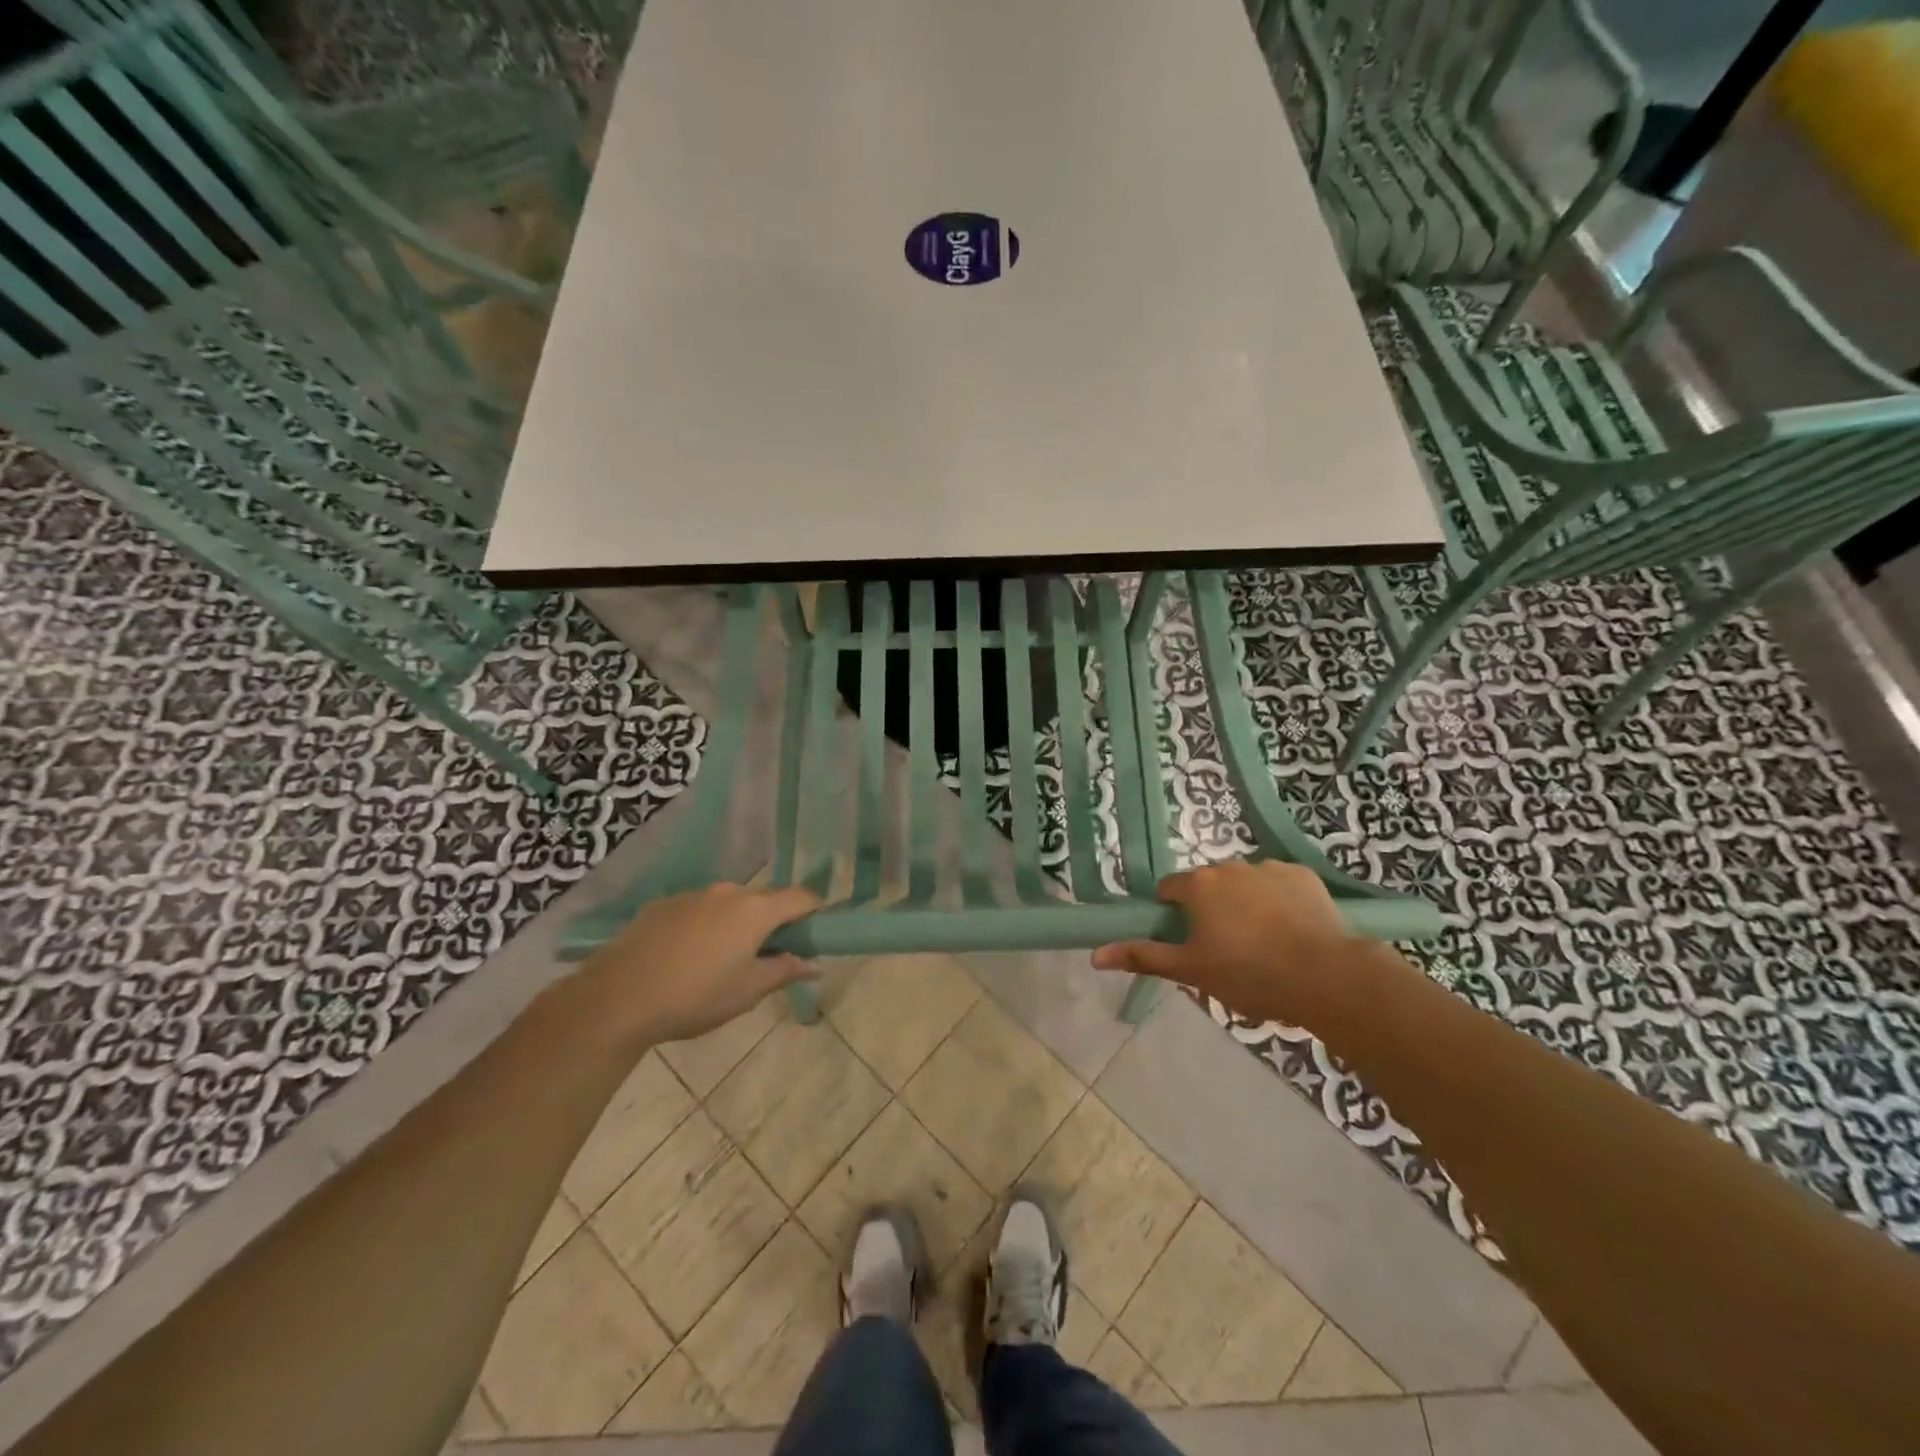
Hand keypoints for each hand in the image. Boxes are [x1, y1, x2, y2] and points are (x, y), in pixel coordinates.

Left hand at [581, 883, 821, 1045]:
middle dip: (773, 922)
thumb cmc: (695, 997)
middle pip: (764, 899)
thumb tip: (814, 964)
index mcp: (755, 910)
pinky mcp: (662, 905)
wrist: (617, 998)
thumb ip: (784, 971)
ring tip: (722, 960)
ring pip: (728, 904)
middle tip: (768, 955)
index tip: (816, 931)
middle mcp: (727, 892)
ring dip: (736, 924)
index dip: (815, 910)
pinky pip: (697, 910)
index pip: (801, 896)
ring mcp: (692, 895)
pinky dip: (704, 927)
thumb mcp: (747, 992)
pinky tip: (686, 958)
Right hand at [1092, 860, 1366, 1026]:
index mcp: (1198, 885)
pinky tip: (1292, 931)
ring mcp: (1269, 867)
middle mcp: (1229, 866)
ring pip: (1245, 884)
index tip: (1188, 941)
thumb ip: (1142, 956)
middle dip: (1211, 909)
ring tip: (1265, 944)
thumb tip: (1094, 954)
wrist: (1325, 976)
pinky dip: (1280, 901)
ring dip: (1245, 904)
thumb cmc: (1248, 974)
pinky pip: (1280, 884)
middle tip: (1226, 949)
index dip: (1174, 915)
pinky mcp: (1303, 875)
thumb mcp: (1191, 971)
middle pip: (1208, 885)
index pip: (1170, 890)